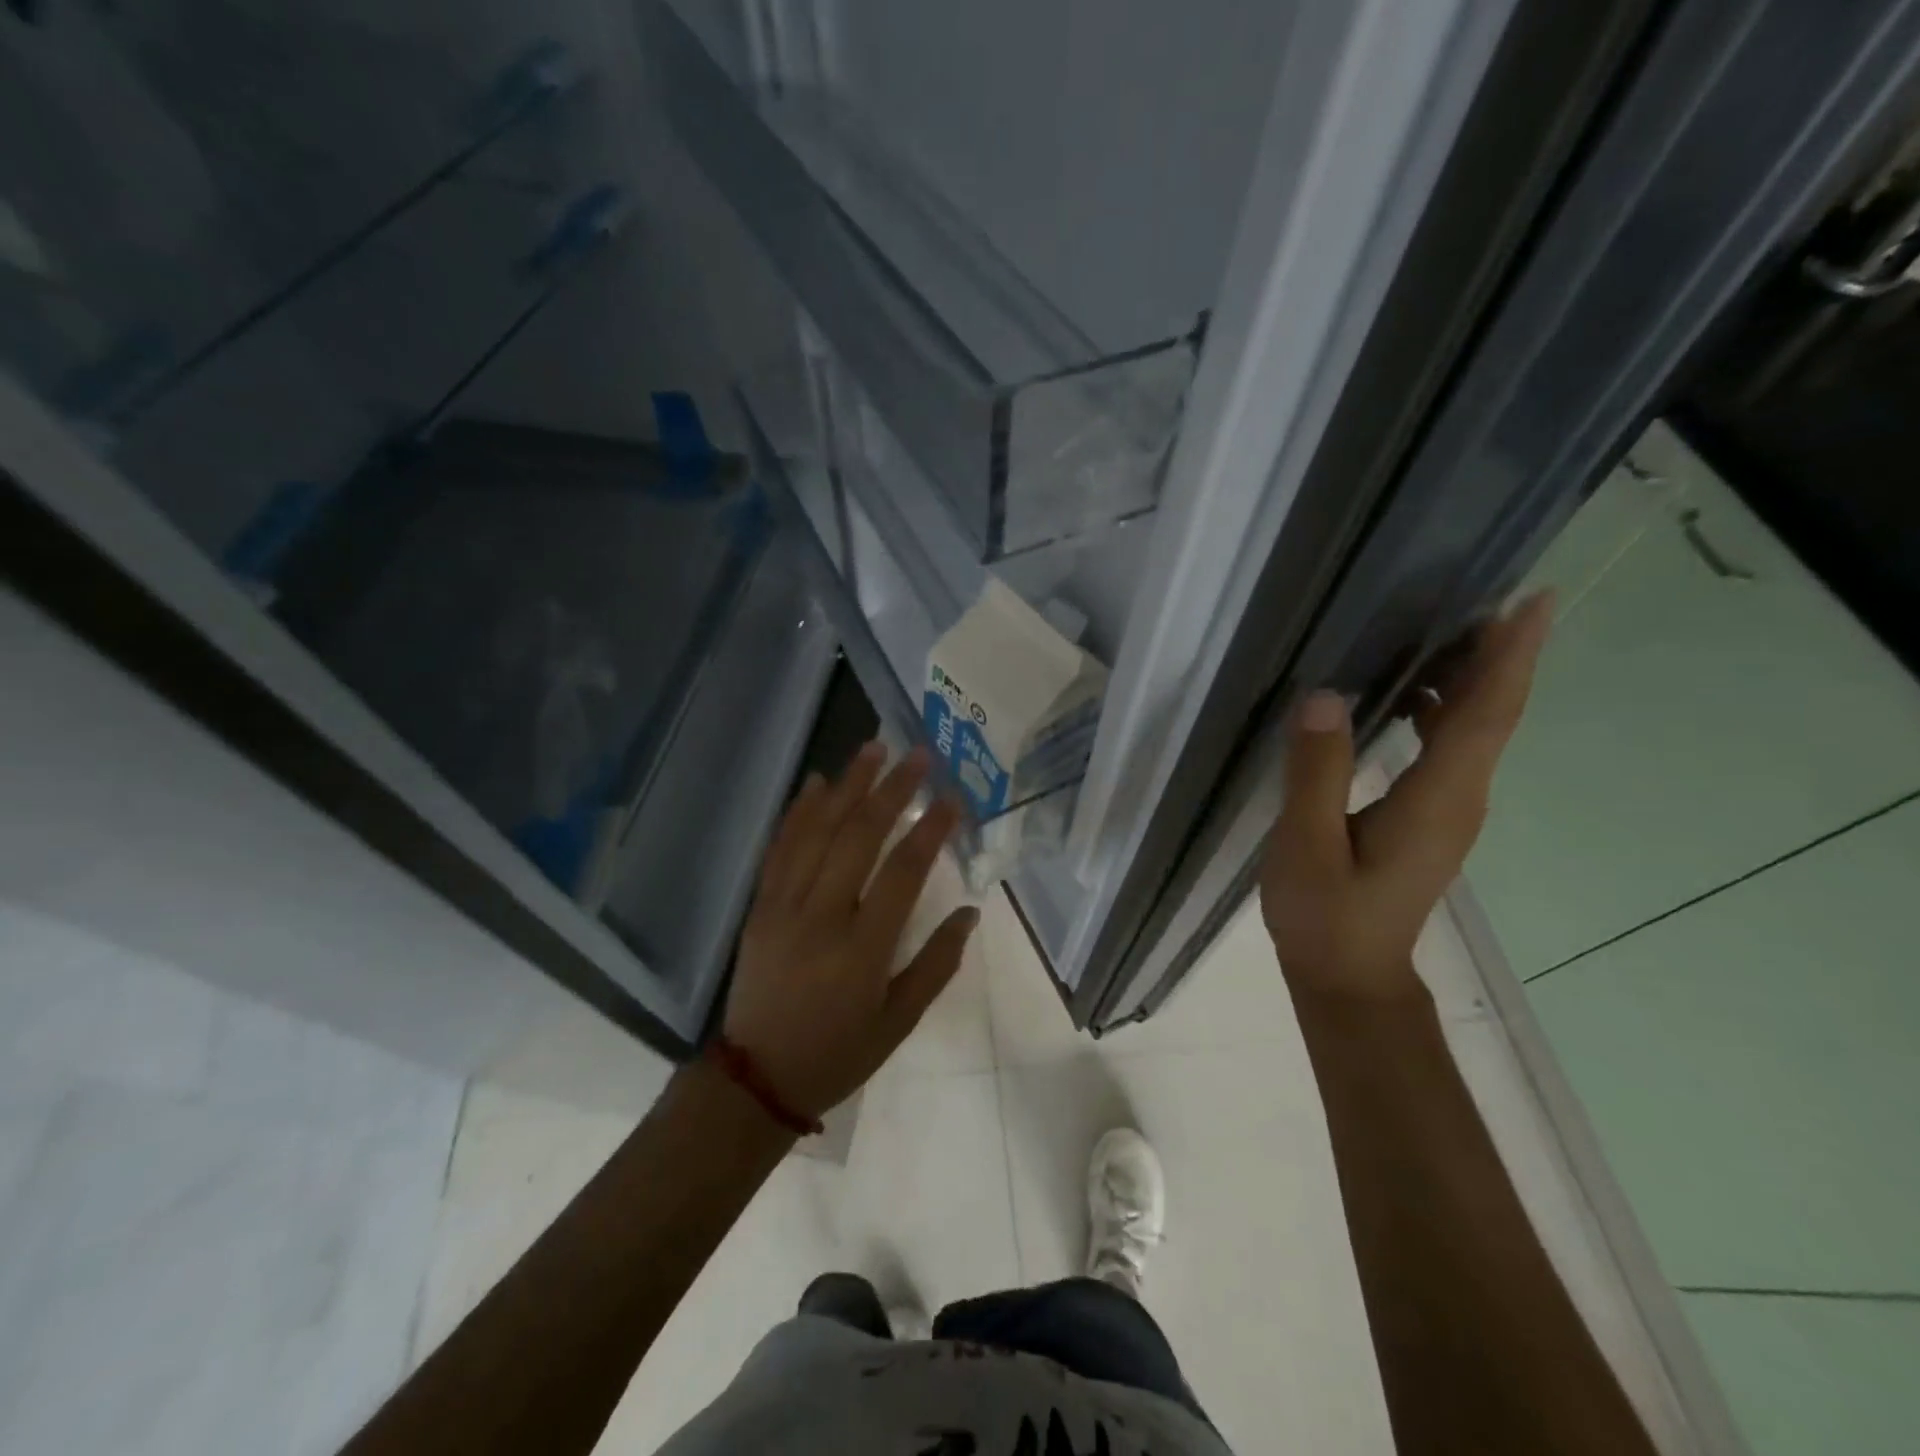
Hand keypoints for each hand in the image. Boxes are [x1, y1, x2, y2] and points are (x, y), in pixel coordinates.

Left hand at [723, 742, 976, 1119]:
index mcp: (863, 949)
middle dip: (892, 790)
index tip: (953, 798)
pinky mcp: (760, 906)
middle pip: (860, 837)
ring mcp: (784, 906)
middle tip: (917, 755)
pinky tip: (817, 783)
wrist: (756, 1080)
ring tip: (873, 749)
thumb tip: (970, 912)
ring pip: (818, 832)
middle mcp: (822, 916)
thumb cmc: (838, 1053)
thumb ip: (937, 964)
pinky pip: (780, 848)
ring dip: (848, 786)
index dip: (931, 829)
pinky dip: (799, 812)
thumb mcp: (900, 1021)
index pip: (904, 872)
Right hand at [1260, 592, 1552, 1001]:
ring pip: (1476, 730)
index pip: (1485, 715)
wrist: (1351, 978)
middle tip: (1480, 594)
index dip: (1510, 657)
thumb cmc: (1326, 917)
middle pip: (1493, 714)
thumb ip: (1317, 772)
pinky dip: (1444, 710)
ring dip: (1471, 677)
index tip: (1534, 601)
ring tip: (1442, 630)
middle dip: (1497, 653)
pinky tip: (1407, 695)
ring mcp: (1450, 811)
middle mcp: (1460, 798)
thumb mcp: (1307, 845)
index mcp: (1437, 799)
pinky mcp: (1433, 819)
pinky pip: (1453, 749)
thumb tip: (1324, 697)